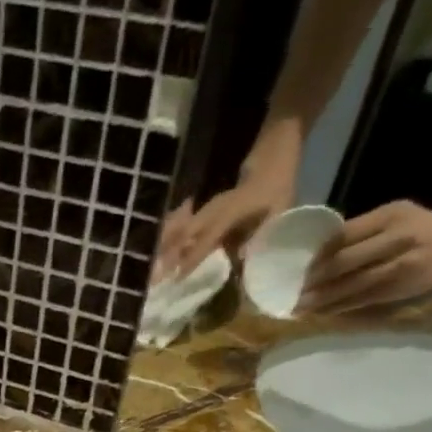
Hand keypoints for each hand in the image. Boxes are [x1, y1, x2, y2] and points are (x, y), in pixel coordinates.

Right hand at [154, 162, 297, 281]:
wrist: (274, 152)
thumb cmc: (279, 184)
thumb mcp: (278, 211)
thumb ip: (259, 236)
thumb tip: (240, 261)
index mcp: (229, 213)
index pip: (205, 240)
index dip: (191, 260)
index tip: (176, 279)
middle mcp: (213, 210)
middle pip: (184, 235)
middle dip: (168, 256)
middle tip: (153, 278)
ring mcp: (208, 207)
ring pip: (181, 229)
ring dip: (166, 248)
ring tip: (152, 266)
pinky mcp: (207, 208)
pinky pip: (185, 225)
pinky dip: (172, 238)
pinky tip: (161, 249)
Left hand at [300, 201, 431, 312]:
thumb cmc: (422, 228)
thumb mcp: (395, 215)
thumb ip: (362, 229)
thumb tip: (319, 249)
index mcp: (389, 216)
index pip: (343, 235)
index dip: (316, 254)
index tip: (294, 266)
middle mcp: (393, 239)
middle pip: (343, 262)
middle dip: (312, 280)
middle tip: (288, 291)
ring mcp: (397, 266)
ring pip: (349, 285)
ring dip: (320, 299)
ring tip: (296, 307)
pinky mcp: (398, 288)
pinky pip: (361, 300)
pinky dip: (337, 308)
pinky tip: (319, 313)